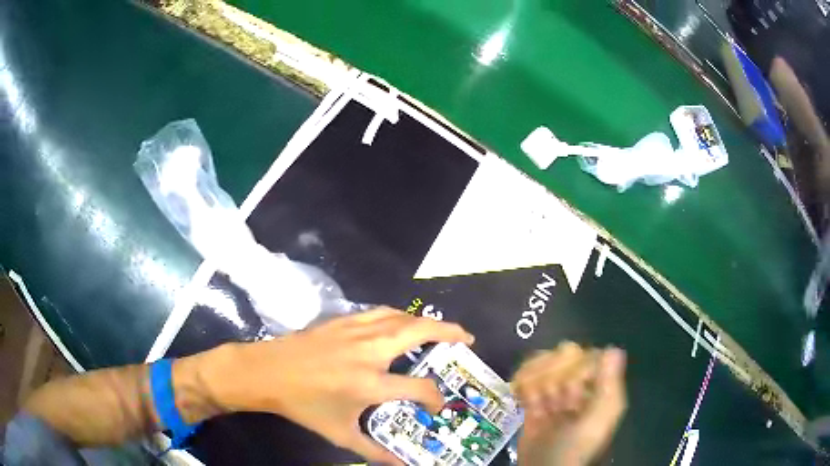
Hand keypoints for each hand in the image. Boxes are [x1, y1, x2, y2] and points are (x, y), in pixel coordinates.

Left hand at [206, 307, 473, 463]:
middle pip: (420, 333)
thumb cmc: (303, 405)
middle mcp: (370, 352)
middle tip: (467, 338)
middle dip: (450, 333)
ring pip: (402, 317)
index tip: (439, 405)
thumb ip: (374, 452)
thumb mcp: (340, 434)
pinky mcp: (343, 320)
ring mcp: (356, 332)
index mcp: (370, 384)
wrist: (267, 372)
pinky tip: (403, 322)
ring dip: (427, 321)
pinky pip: (381, 313)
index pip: (419, 387)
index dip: (436, 397)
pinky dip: (400, 315)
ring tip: (442, 329)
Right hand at [513, 342, 626, 465]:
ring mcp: (556, 392)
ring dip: (534, 380)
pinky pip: (527, 378)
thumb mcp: (595, 420)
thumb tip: (614, 349)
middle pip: (564, 356)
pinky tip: (521, 397)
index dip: (576, 366)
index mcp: (600, 388)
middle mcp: (580, 386)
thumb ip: (608, 386)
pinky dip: (521, 384)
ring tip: (535, 403)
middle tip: (551, 400)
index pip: (589, 356)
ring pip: (544, 365)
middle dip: (552, 375)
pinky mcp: (535, 400)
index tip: (569, 385)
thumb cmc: (573, 446)